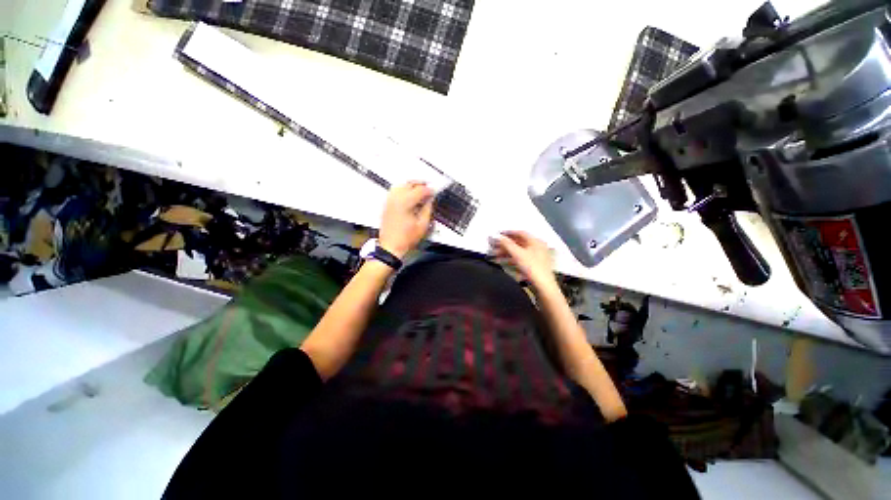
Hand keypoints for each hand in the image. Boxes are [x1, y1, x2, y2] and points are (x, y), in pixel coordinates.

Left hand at [378, 182, 433, 258]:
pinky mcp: (387, 205)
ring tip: (420, 190)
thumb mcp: (423, 225)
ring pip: (401, 185)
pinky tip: (409, 195)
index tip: (435, 191)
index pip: (420, 190)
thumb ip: (428, 209)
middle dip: (421, 184)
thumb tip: (430, 200)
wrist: (391, 246)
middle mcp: (396, 198)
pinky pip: (395, 191)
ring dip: (412, 185)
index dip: (430, 190)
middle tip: (429, 188)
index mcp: (405, 202)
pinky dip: (403, 189)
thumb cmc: (405, 239)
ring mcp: (390, 201)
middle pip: (410, 183)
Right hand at [492, 230, 555, 286]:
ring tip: (495, 254)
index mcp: (535, 241)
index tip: (498, 234)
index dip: (508, 233)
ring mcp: (536, 256)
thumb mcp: (517, 254)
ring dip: (506, 252)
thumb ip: (507, 244)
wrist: (543, 285)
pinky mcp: (534, 265)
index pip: (520, 233)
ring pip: (519, 251)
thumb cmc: (532, 267)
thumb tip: (497, 236)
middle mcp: (537, 246)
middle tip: (494, 245)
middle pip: (518, 242)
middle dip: (505, 244)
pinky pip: (521, 258)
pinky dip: (511, 258)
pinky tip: (502, 261)